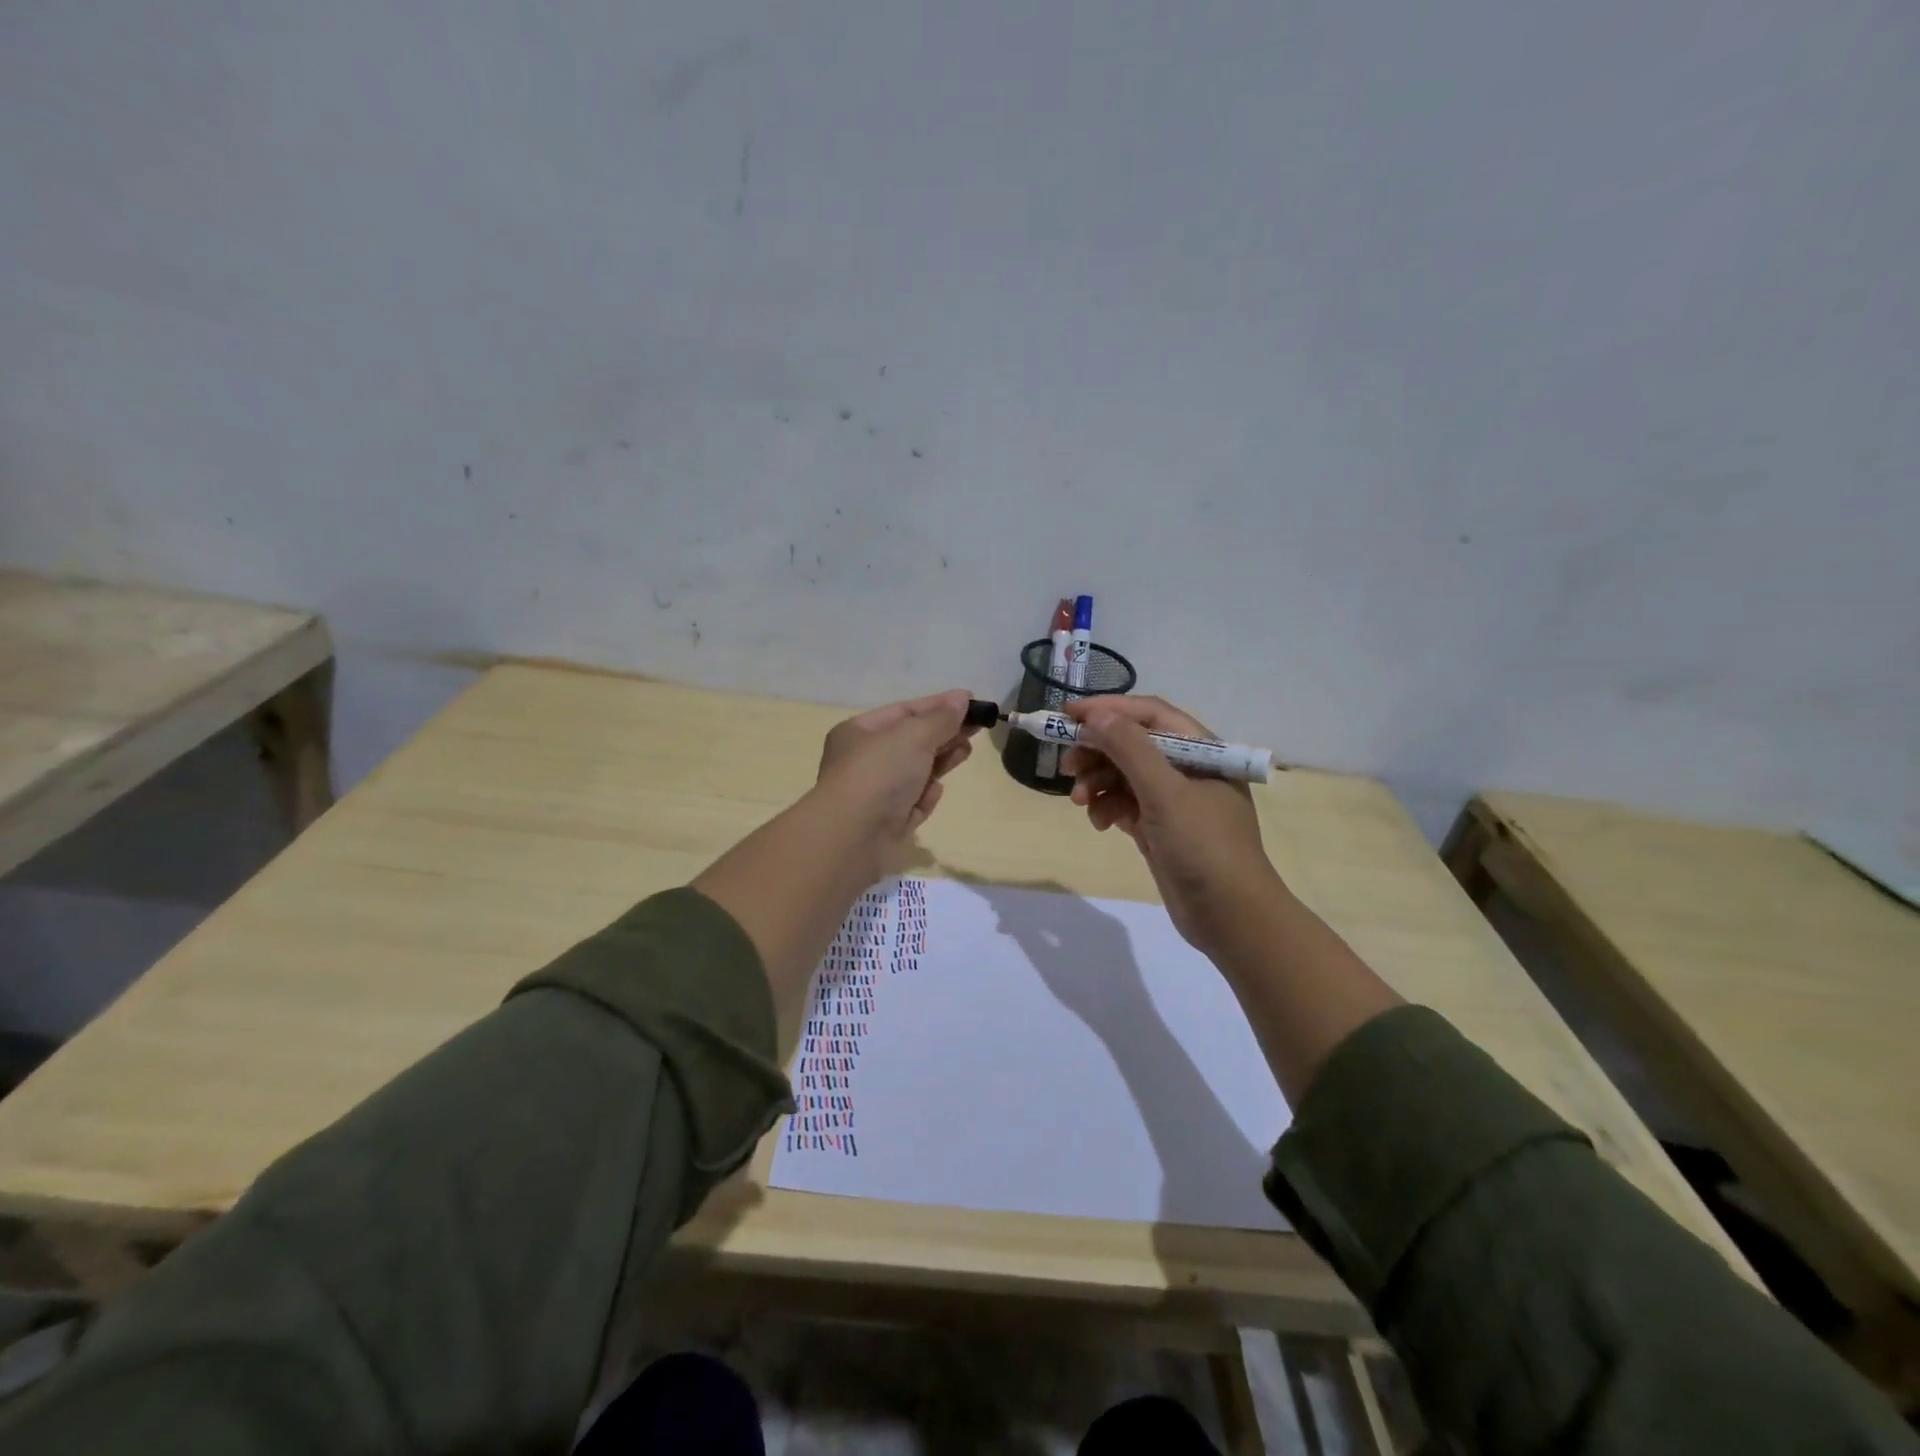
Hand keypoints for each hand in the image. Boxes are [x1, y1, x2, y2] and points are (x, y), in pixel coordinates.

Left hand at [814, 689, 976, 875]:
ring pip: (915, 772)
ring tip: (966, 751)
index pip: (904, 711)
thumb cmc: (879, 774)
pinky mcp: (887, 824)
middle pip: (912, 741)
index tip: (971, 701)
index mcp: (859, 732)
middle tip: (977, 727)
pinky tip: (937, 791)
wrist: (853, 837)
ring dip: (941, 761)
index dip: (938, 705)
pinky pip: (912, 803)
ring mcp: (875, 794)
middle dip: (944, 733)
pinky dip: (926, 796)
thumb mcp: (913, 736)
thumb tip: (962, 699)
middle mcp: (864, 761)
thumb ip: (941, 718)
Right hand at [1062, 695, 1279, 956]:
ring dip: (1098, 783)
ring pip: (1124, 776)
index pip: (1149, 714)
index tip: (1067, 715)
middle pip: (1132, 744)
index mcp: (1202, 750)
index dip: (1108, 709)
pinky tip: (1100, 823)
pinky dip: (1108, 808)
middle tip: (1065, 766)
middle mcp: (1188, 769)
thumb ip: (1129, 749)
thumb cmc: (1203, 846)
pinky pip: (1126, 805)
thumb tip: (1095, 714)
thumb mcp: (1165, 792)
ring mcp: (1174, 801)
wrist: (1231, 918)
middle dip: (1097, 751)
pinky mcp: (1160, 828)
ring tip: (1080, 801)